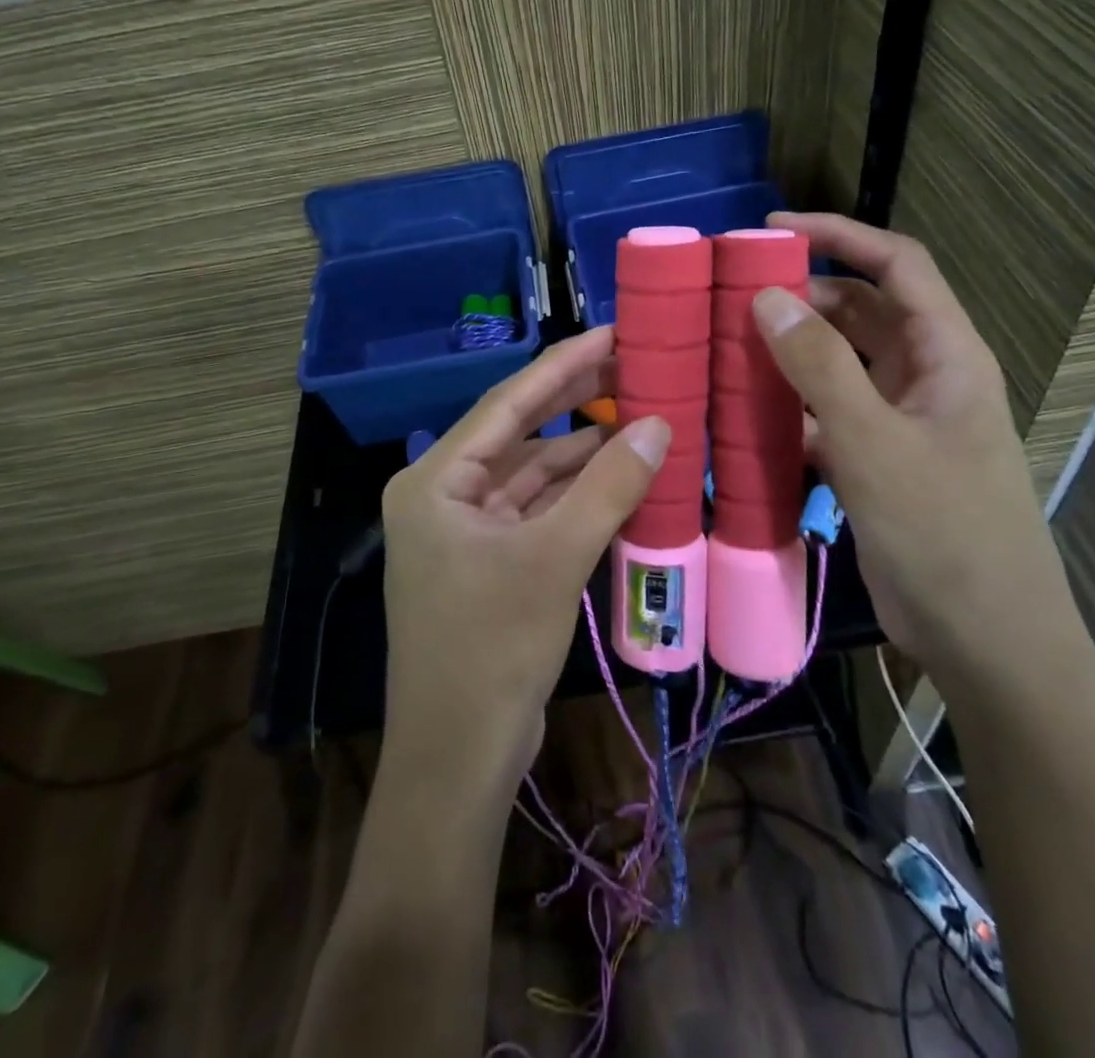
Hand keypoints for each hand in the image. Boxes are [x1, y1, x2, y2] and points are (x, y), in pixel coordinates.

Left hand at [380, 328, 669, 794]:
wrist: (458, 761)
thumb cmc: (491, 650)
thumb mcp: (554, 560)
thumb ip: (607, 488)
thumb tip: (659, 424)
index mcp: (435, 480)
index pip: (507, 405)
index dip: (563, 366)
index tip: (611, 334)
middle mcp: (443, 494)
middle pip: (520, 434)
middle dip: (576, 403)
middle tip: (634, 367)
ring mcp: (466, 531)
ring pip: (532, 474)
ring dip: (582, 454)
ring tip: (641, 417)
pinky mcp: (489, 562)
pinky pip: (537, 511)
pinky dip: (576, 496)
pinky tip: (621, 477)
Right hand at [749, 212, 1085, 679]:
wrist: (985, 641)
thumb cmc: (944, 534)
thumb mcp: (876, 444)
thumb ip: (820, 368)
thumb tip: (768, 297)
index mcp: (946, 355)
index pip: (897, 265)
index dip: (839, 234)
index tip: (771, 227)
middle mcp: (924, 376)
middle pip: (860, 312)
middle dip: (801, 296)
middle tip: (730, 296)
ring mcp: (898, 421)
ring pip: (838, 364)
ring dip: (789, 352)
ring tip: (725, 346)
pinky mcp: (875, 461)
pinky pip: (826, 413)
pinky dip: (788, 405)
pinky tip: (743, 411)